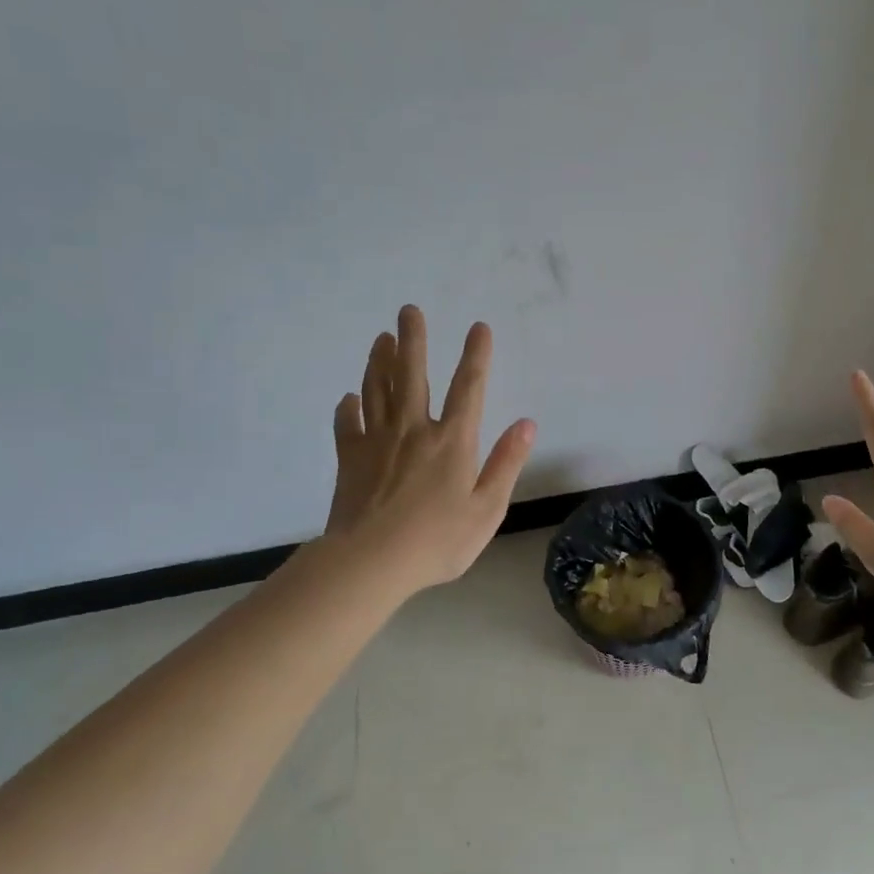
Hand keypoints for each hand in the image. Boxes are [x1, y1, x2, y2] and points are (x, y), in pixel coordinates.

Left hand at [317, 306, 535, 596]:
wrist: (371, 563)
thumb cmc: (437, 541)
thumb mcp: (487, 508)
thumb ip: (506, 463)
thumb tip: (527, 423)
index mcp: (452, 441)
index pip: (468, 387)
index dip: (476, 355)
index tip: (478, 326)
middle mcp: (414, 430)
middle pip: (412, 375)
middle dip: (413, 340)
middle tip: (408, 310)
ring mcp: (377, 441)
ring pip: (377, 390)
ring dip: (380, 361)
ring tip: (382, 338)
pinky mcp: (349, 458)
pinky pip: (347, 424)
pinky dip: (347, 408)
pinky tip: (348, 398)